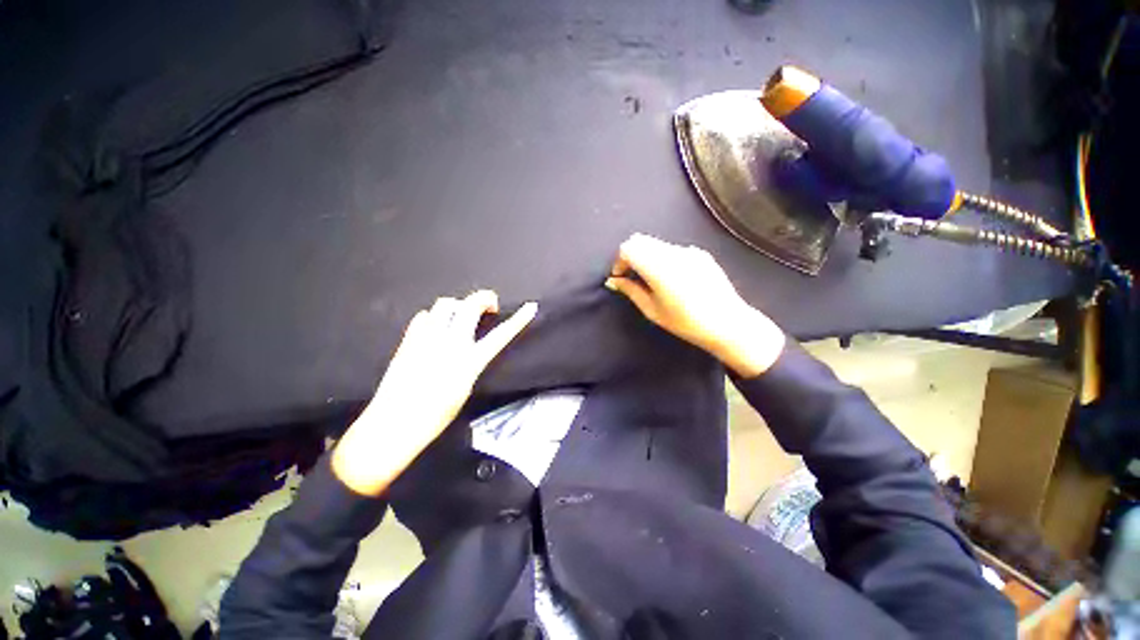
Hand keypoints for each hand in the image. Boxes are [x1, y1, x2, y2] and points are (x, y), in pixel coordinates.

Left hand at [333, 291, 536, 495]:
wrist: (395, 424)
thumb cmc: (436, 415)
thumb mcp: (465, 388)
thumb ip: (471, 362)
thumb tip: (473, 347)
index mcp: (469, 361)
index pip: (501, 335)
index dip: (519, 320)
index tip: (530, 307)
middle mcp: (450, 344)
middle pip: (470, 305)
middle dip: (484, 298)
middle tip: (489, 306)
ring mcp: (427, 339)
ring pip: (445, 304)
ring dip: (458, 306)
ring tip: (459, 318)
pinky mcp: (408, 340)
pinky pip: (424, 315)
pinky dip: (434, 317)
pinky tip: (434, 327)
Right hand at [605, 233, 784, 377]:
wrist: (727, 323)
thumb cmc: (686, 322)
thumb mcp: (652, 310)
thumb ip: (631, 291)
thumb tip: (614, 281)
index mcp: (658, 268)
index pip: (628, 248)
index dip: (619, 261)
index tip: (620, 277)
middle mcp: (673, 253)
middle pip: (640, 240)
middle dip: (630, 255)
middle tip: (631, 276)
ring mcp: (688, 251)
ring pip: (656, 243)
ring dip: (646, 256)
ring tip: (650, 279)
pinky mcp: (700, 254)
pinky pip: (673, 249)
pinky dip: (663, 257)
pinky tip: (671, 278)